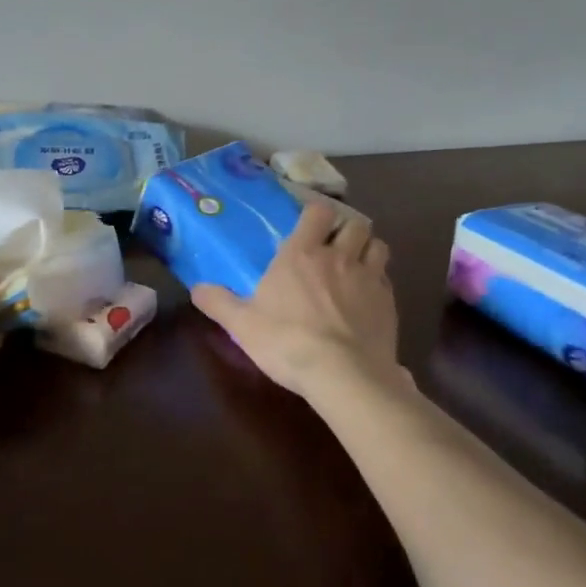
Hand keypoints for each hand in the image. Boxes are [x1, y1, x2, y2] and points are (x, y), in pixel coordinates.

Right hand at [191, 204, 404, 401]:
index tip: (309, 223)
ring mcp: (369, 278)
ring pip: (379, 246)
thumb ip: (218, 302)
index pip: (318, 212)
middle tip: (335, 244)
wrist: (343, 374)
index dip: (316, 213)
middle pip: (357, 223)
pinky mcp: (389, 303)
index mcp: (301, 253)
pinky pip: (387, 279)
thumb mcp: (242, 324)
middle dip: (348, 229)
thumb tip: (196, 288)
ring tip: (357, 264)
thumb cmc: (287, 341)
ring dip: (368, 249)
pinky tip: (368, 298)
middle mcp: (338, 257)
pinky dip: (379, 281)